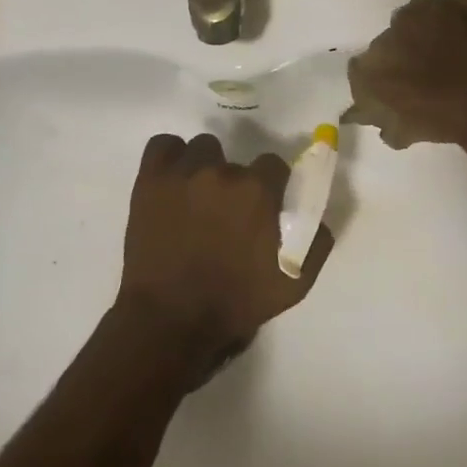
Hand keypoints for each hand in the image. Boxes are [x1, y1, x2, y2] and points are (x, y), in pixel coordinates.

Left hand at [117, 134, 332, 389]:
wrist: (172, 320)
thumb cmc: (236, 303)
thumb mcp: (294, 284)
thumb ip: (316, 241)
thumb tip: (316, 216)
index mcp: (259, 191)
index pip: (273, 164)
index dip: (270, 185)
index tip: (263, 207)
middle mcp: (222, 173)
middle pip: (236, 161)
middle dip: (236, 184)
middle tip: (227, 215)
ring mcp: (182, 174)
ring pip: (202, 150)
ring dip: (204, 169)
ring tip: (197, 199)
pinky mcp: (150, 180)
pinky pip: (163, 146)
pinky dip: (170, 158)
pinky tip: (173, 180)